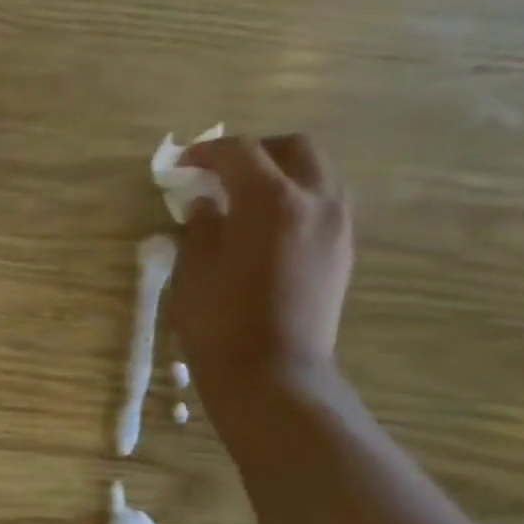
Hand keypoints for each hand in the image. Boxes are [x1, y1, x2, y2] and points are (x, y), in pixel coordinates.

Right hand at [167, 133, 353, 407]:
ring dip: (280, 173)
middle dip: (255, 151)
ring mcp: (336, 225)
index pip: (240, 153)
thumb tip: (205, 205)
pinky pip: (324, 202)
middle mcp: (315, 201)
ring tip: (244, 197)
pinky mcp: (342, 250)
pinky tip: (265, 225)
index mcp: (271, 201)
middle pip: (293, 149)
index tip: (182, 165)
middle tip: (220, 172)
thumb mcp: (194, 272)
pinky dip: (295, 198)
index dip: (207, 153)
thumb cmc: (220, 323)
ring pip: (316, 173)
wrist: (273, 374)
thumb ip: (201, 228)